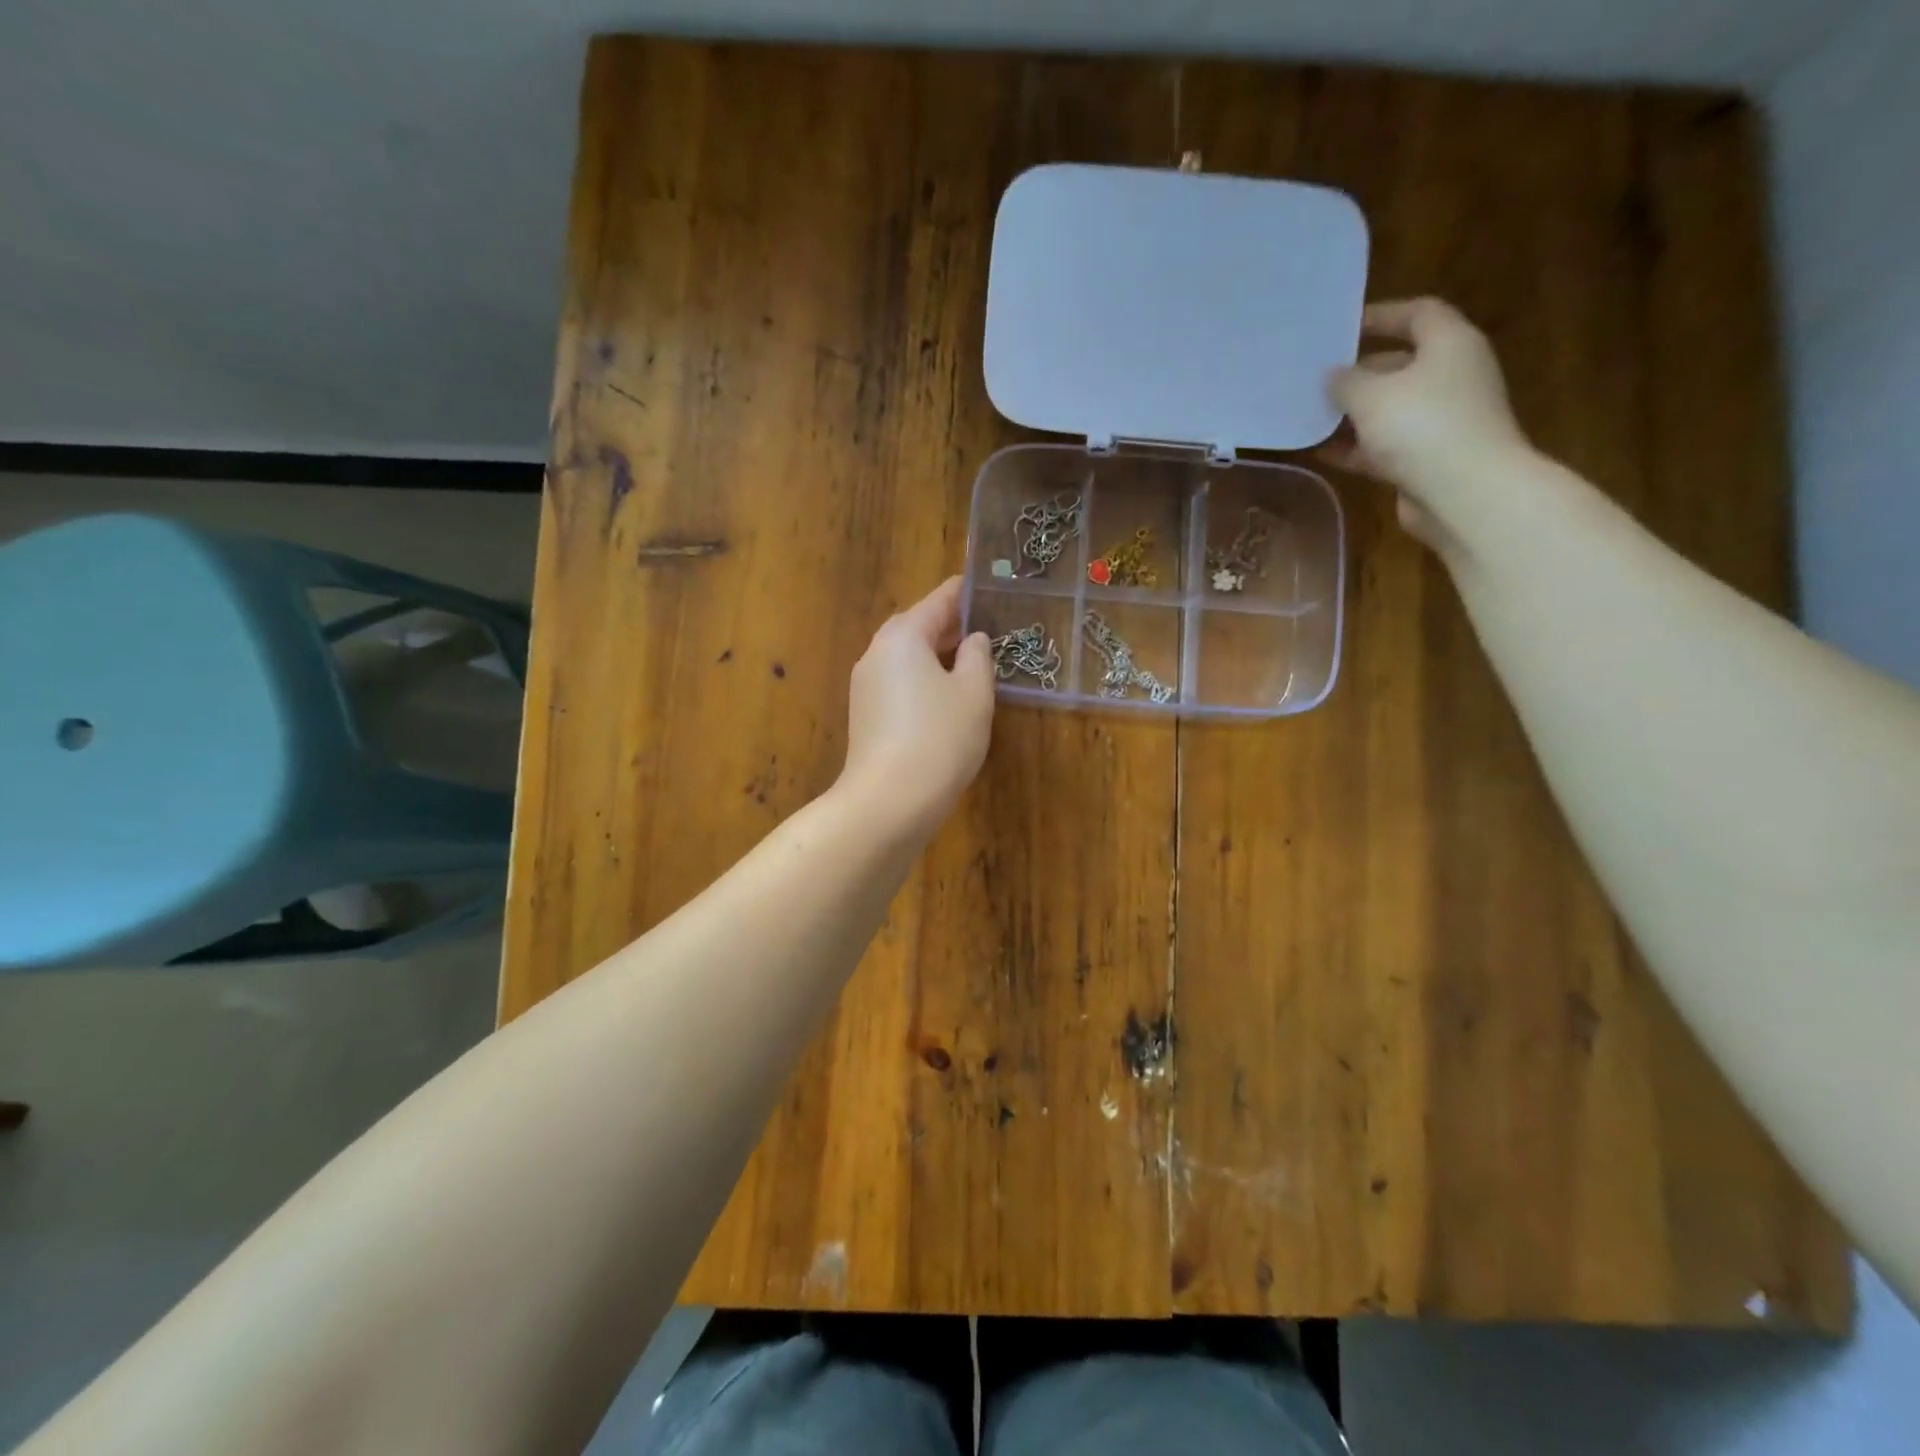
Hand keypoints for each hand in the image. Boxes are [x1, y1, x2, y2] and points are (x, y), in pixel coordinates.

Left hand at [838, 576, 995, 843]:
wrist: (889, 802)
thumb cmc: (940, 738)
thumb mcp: (974, 694)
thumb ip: (978, 657)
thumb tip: (973, 639)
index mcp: (903, 636)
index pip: (939, 600)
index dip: (965, 592)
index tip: (986, 585)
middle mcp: (877, 652)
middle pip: (917, 627)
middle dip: (950, 625)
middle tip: (986, 625)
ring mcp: (866, 685)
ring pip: (906, 657)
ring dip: (936, 654)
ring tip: (971, 660)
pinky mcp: (865, 715)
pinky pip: (899, 682)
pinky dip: (923, 679)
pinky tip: (946, 696)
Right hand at [1323, 298, 1530, 548]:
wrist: (1464, 493)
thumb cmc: (1421, 426)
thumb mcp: (1371, 396)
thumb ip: (1345, 382)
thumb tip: (1332, 376)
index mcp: (1449, 345)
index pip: (1417, 314)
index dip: (1380, 315)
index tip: (1341, 328)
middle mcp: (1451, 376)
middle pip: (1400, 364)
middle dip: (1357, 374)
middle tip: (1315, 380)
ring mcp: (1442, 420)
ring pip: (1389, 409)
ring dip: (1351, 415)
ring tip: (1310, 419)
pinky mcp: (1429, 458)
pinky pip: (1385, 445)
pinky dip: (1357, 447)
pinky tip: (1322, 453)